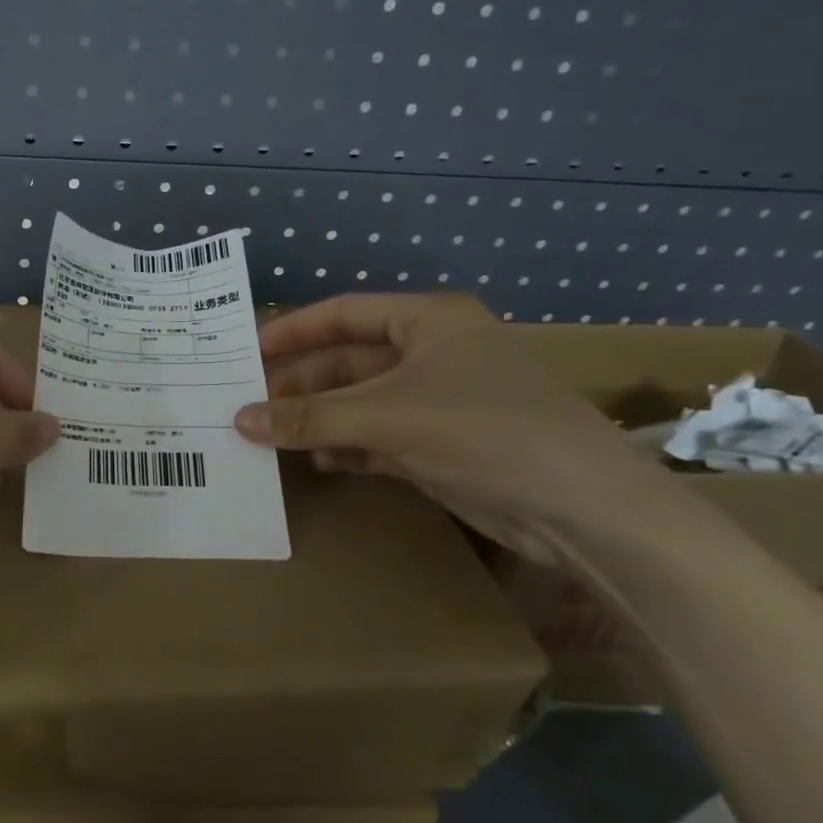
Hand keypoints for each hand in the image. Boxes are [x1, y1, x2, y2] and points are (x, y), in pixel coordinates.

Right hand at [233, 294, 688, 563]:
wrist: (582, 509)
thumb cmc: (483, 431)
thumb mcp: (387, 416)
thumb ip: (310, 417)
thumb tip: (239, 419)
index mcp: (427, 321)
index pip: (342, 314)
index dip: (292, 331)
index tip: (245, 353)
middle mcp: (431, 352)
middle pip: (348, 361)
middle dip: (300, 383)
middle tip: (248, 404)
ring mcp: (437, 400)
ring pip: (360, 401)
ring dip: (319, 418)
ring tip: (269, 435)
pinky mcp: (442, 444)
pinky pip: (378, 436)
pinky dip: (347, 446)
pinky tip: (317, 460)